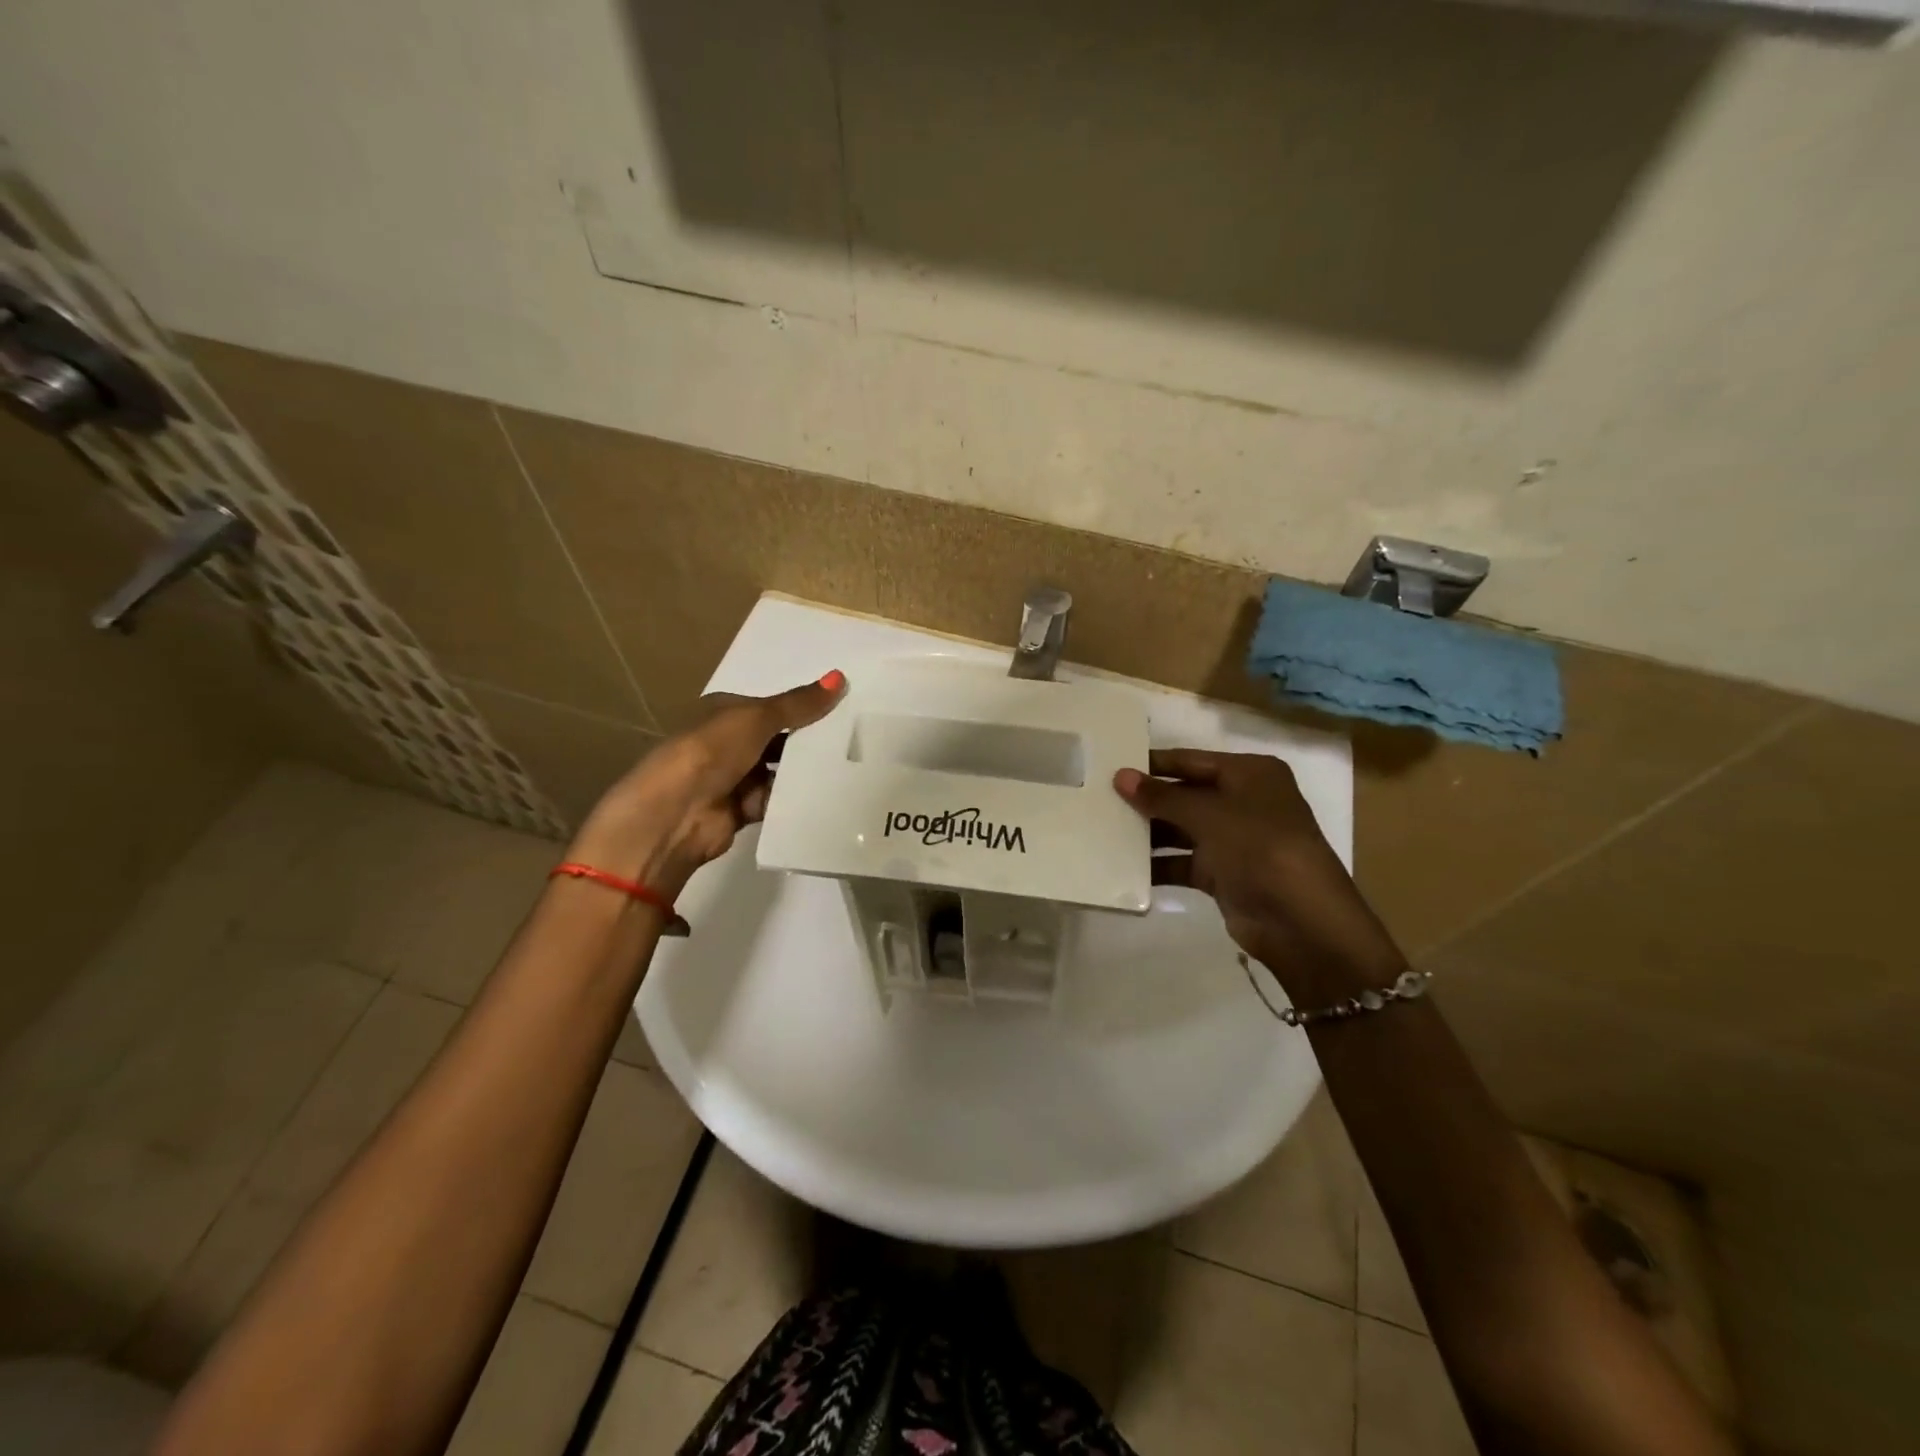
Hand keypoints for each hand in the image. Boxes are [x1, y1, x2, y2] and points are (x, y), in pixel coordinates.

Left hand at [567, 672, 845, 901]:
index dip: (803, 708)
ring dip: (803, 772)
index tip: (843, 710)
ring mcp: (733, 778)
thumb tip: (840, 676)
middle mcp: (727, 743)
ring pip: (778, 772)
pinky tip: (826, 796)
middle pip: (777, 740)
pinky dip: (794, 800)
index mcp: (724, 712)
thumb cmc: (710, 751)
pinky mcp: (741, 810)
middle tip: (853, 739)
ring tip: (848, 767)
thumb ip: (799, 704)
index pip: (770, 707)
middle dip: (807, 741)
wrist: (674, 814)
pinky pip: (776, 801)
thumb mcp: (757, 718)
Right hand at [1114, 750, 1405, 993]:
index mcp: (1250, 774)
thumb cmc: (1259, 848)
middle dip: (1147, 800)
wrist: (1301, 922)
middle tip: (1098, 799)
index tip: (1111, 766)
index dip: (1153, 764)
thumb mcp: (1208, 815)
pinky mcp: (1224, 874)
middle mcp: (1244, 802)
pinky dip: (1158, 864)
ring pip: (1181, 830)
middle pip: (1184, 795)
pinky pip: (1183, 862)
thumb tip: (1120, 776)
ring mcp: (1234, 840)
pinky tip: (1123, 866)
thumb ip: (1161, 796)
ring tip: (1102, 830)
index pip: (1191, 760)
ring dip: (1148, 833)